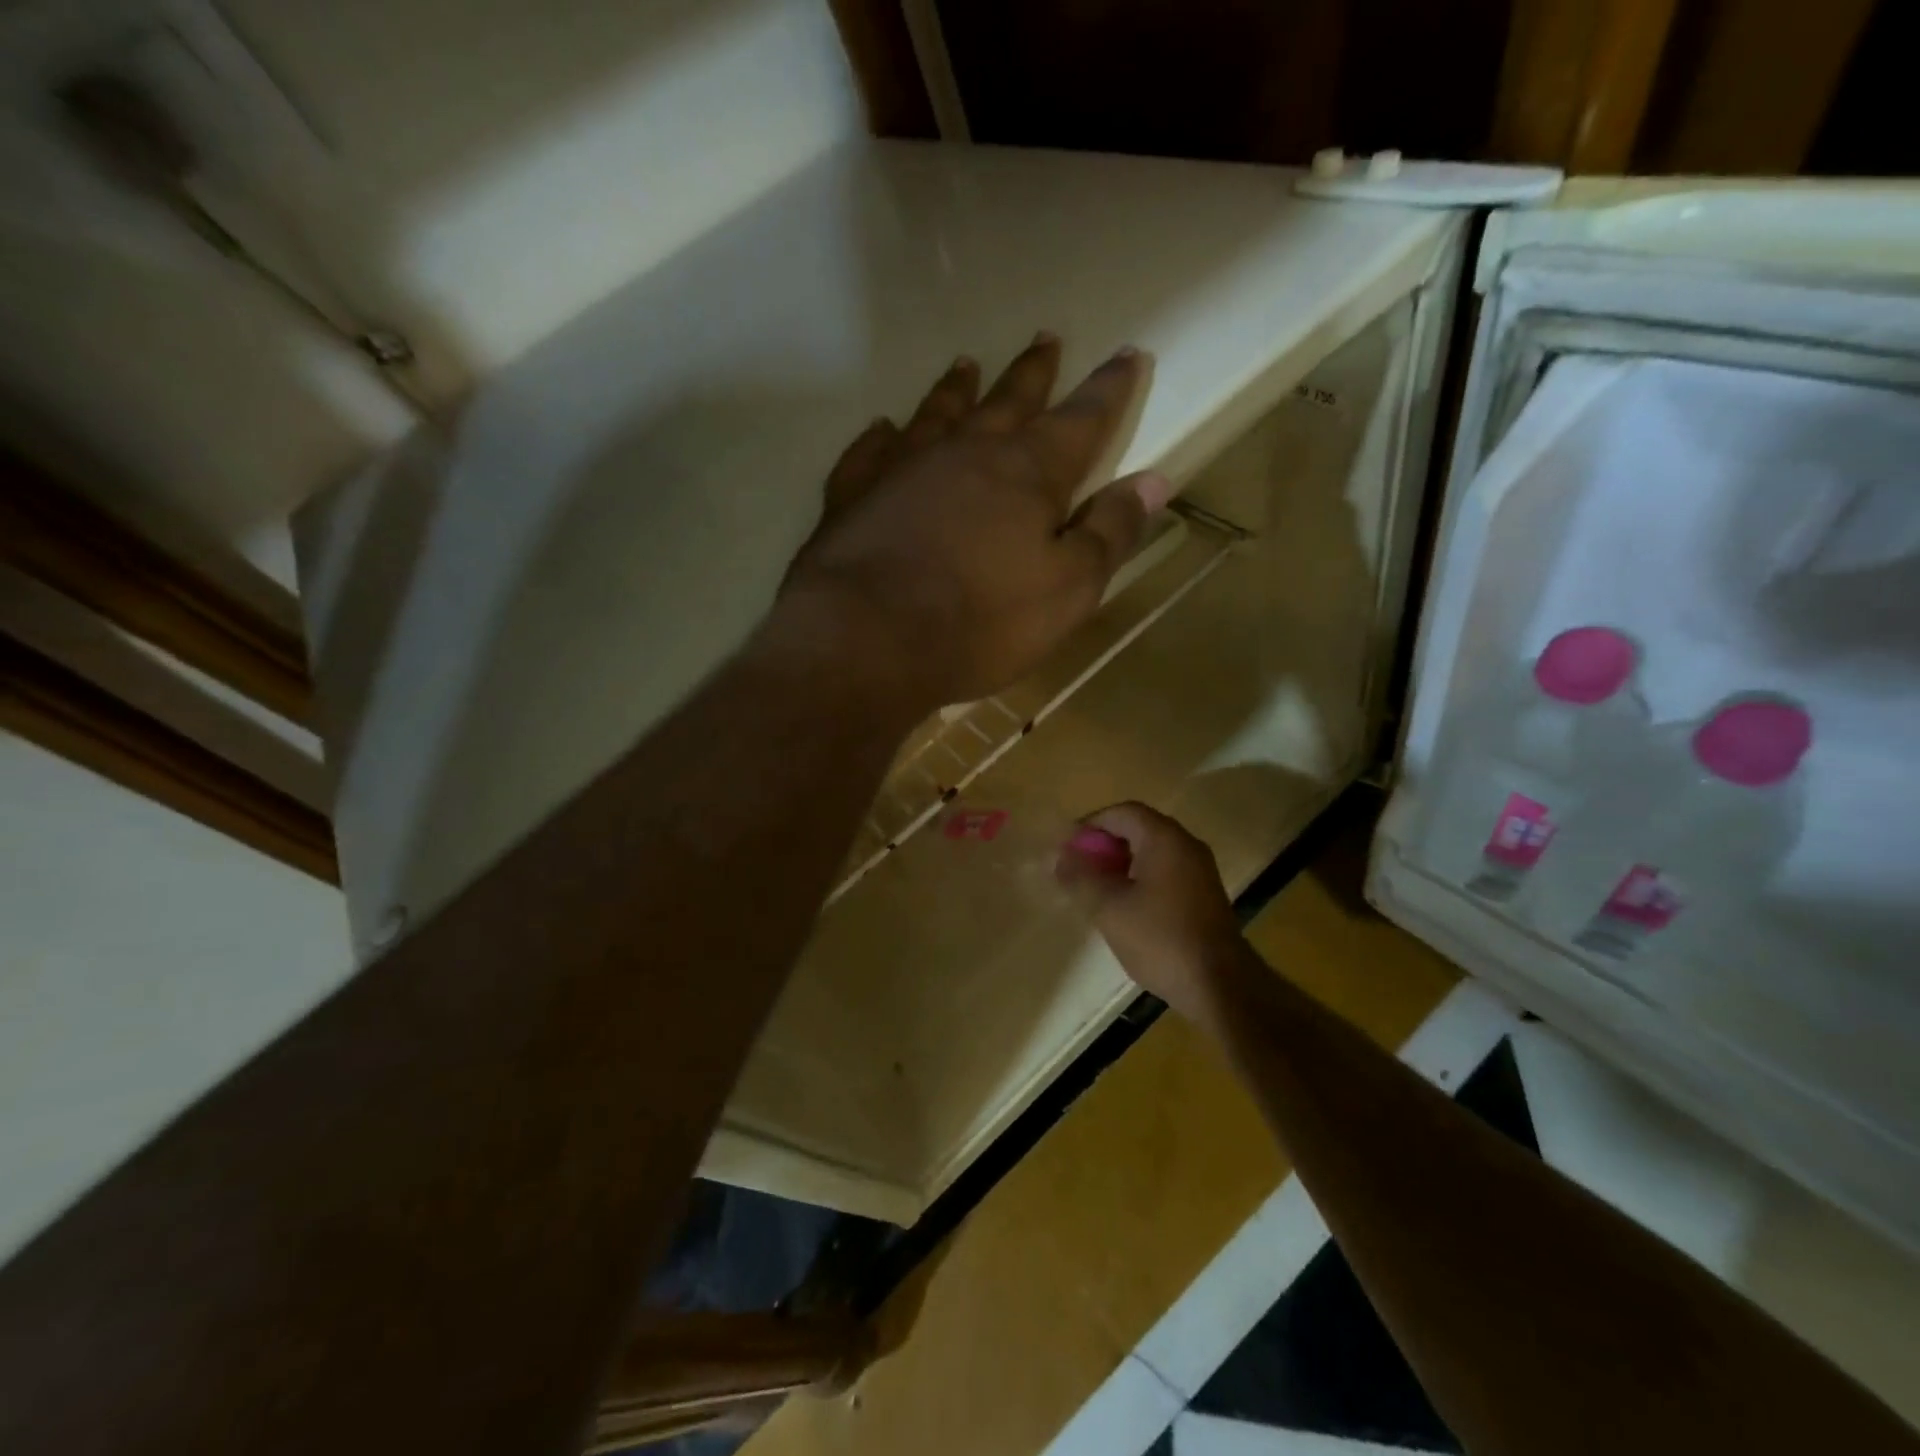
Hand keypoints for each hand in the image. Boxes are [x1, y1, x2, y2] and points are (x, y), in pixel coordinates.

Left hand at [781, 334, 1171, 709]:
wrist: (868, 640)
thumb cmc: (981, 622)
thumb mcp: (1067, 590)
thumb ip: (1109, 533)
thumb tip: (1154, 481)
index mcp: (1028, 474)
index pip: (1081, 420)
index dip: (1108, 389)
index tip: (1129, 354)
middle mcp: (967, 454)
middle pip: (1008, 402)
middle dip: (1033, 373)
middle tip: (1045, 339)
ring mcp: (903, 468)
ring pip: (937, 414)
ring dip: (956, 389)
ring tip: (966, 364)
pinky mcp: (853, 495)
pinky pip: (869, 452)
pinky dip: (880, 437)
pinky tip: (882, 429)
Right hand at [1057, 802, 1245, 1024]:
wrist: (1219, 985)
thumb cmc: (1160, 939)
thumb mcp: (1109, 908)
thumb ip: (1081, 878)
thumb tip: (1060, 858)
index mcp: (1165, 839)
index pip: (1123, 813)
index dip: (1091, 824)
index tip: (1067, 846)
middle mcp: (1186, 846)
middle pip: (1139, 829)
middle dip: (1104, 844)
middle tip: (1078, 867)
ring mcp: (1200, 871)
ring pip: (1152, 852)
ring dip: (1121, 862)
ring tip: (1095, 887)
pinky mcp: (1204, 895)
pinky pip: (1166, 872)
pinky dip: (1140, 878)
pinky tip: (1124, 905)